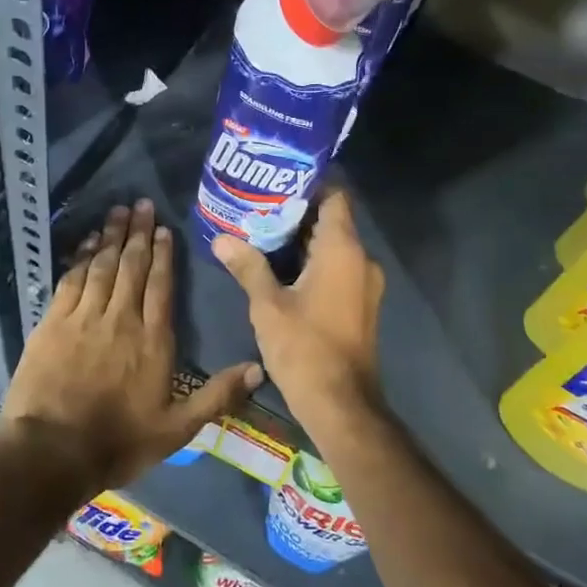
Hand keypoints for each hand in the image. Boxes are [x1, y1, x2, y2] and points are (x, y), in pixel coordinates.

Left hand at [0, 200, 260, 491]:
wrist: (52, 452)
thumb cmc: (119, 442)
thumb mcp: (177, 429)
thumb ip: (217, 396)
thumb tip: (258, 368)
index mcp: (153, 340)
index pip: (161, 286)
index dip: (164, 255)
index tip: (165, 229)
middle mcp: (121, 319)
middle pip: (132, 267)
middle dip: (139, 233)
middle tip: (142, 204)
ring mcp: (84, 318)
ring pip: (102, 266)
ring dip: (112, 237)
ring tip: (119, 211)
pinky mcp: (53, 323)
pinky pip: (71, 280)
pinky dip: (81, 258)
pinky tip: (88, 243)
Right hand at [212, 192, 385, 435]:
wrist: (342, 404)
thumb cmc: (305, 348)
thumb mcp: (268, 305)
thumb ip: (248, 266)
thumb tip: (221, 239)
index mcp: (343, 249)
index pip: (335, 196)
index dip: (308, 184)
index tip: (276, 182)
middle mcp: (361, 259)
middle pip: (332, 220)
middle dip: (297, 213)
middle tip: (258, 208)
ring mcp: (365, 283)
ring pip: (334, 247)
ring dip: (303, 241)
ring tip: (262, 234)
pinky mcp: (361, 304)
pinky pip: (338, 268)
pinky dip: (314, 263)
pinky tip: (281, 269)